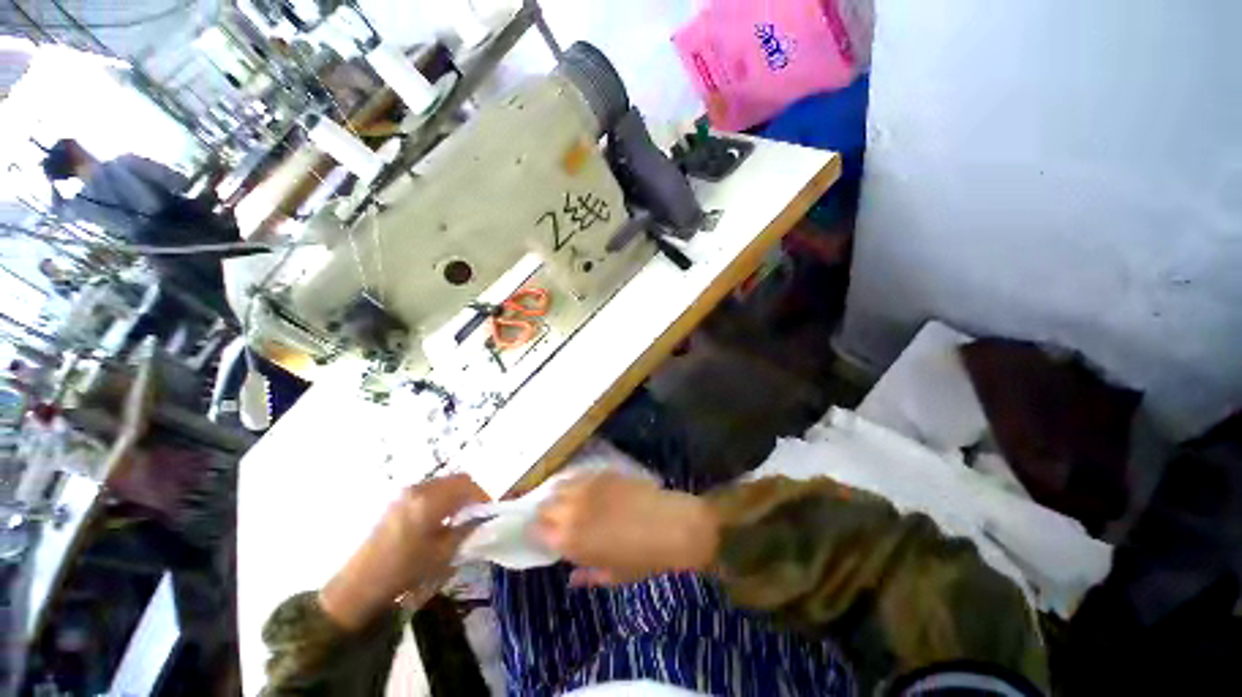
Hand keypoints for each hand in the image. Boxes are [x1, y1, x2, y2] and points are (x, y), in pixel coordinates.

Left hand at [320, 474, 488, 629]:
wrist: (358, 586)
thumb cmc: (403, 571)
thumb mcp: (442, 555)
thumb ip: (466, 532)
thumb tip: (482, 520)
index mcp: (429, 500)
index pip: (466, 484)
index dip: (481, 496)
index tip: (486, 515)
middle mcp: (417, 489)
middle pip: (455, 479)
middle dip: (470, 494)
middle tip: (475, 515)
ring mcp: (404, 494)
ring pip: (442, 484)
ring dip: (455, 495)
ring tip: (457, 519)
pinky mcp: (396, 502)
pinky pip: (428, 491)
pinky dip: (441, 498)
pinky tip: (438, 520)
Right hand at [536, 472, 718, 585]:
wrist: (669, 526)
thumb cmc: (642, 558)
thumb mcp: (612, 576)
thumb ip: (587, 575)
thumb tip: (572, 576)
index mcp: (570, 540)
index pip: (537, 530)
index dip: (536, 531)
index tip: (542, 534)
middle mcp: (572, 511)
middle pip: (545, 506)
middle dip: (545, 513)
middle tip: (554, 519)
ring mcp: (587, 488)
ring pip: (559, 486)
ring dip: (559, 494)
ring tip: (567, 500)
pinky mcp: (602, 473)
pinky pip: (579, 475)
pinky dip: (575, 482)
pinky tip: (583, 487)